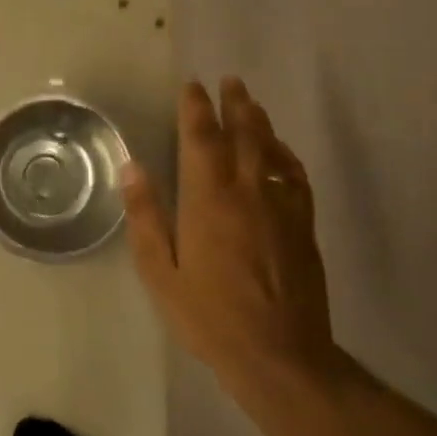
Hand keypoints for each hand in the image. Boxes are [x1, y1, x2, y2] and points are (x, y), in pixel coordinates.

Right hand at [121, 78, 345, 387]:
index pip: (201, 139)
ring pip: (272, 151)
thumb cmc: (209, 316)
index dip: (196, 109)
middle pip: (243, 135)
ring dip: (260, 122)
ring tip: (251, 103)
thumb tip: (133, 168)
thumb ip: (146, 217)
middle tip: (229, 81)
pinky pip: (296, 177)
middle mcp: (247, 192)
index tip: (192, 87)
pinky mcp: (303, 226)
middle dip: (234, 104)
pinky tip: (280, 152)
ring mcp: (281, 207)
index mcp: (208, 200)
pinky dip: (286, 156)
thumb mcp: (160, 272)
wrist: (279, 355)